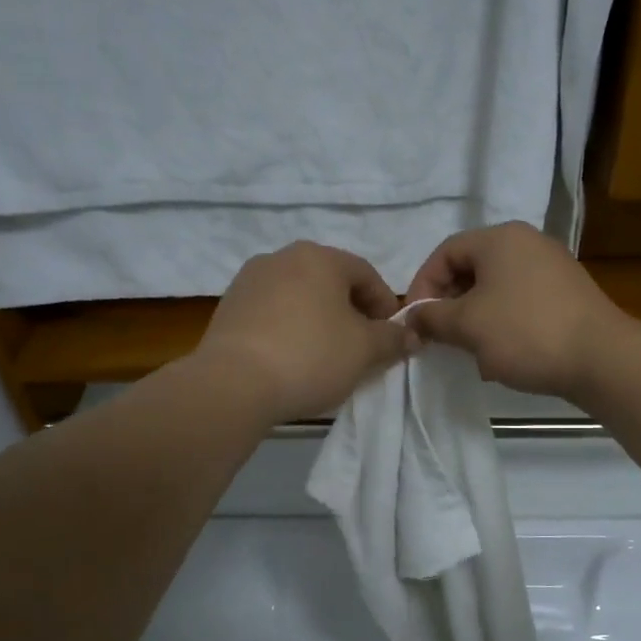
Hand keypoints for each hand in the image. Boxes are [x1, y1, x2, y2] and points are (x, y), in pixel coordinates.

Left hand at [199, 242, 415, 421]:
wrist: (234, 383)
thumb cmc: (311, 356)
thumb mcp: (364, 351)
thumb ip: (392, 339)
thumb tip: (412, 335)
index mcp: (320, 257)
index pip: (366, 274)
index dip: (385, 305)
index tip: (391, 336)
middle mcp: (282, 257)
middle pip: (330, 282)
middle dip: (351, 312)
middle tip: (361, 346)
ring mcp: (249, 280)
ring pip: (299, 296)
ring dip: (318, 319)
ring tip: (326, 355)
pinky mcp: (228, 307)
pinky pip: (272, 313)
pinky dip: (289, 328)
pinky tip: (292, 358)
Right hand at [404, 223, 627, 399]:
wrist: (601, 358)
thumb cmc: (525, 333)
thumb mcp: (468, 326)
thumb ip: (432, 318)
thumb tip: (412, 317)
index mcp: (500, 238)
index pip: (445, 252)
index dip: (422, 286)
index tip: (414, 320)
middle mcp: (527, 243)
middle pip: (472, 268)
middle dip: (449, 304)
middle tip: (439, 336)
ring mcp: (552, 267)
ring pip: (496, 289)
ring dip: (475, 318)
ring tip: (469, 350)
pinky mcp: (567, 294)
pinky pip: (521, 302)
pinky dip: (503, 324)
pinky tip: (502, 354)